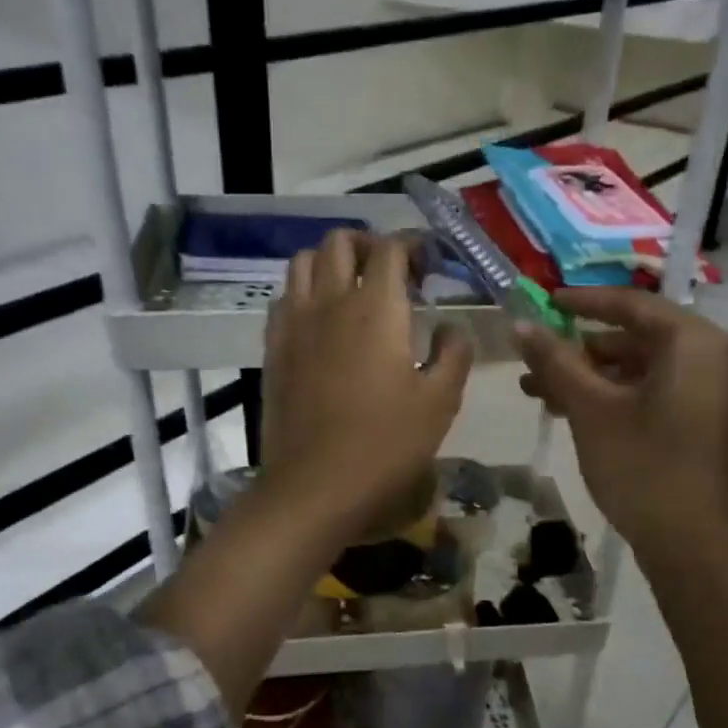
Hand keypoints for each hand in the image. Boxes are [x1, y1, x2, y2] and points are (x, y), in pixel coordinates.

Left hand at [260, 230, 472, 538]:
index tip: (427, 264)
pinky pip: (285, 297)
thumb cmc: (385, 444)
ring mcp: (294, 323)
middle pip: (340, 242)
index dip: (411, 246)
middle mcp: (330, 301)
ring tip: (353, 288)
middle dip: (369, 245)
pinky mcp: (273, 347)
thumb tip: (452, 328)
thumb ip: (454, 354)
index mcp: (376, 309)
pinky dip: (305, 292)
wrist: (315, 485)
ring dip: (332, 261)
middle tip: (391, 273)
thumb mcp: (440, 402)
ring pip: (304, 261)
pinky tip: (321, 321)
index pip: (389, 249)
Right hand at [516, 289, 727, 555]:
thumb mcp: (591, 409)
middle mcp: (718, 361)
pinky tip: (579, 415)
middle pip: (640, 340)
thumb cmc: (642, 467)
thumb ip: (555, 361)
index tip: (544, 302)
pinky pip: (662, 396)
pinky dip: (622, 399)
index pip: (633, 305)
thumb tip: (520, 324)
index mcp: (696, 344)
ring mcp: (721, 397)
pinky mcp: (715, 429)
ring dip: (596, 379)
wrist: (695, 549)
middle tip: (537, 361)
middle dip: (582, 351)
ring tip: (543, 393)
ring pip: (647, 372)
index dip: (583, 302)